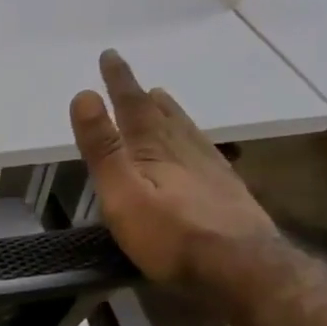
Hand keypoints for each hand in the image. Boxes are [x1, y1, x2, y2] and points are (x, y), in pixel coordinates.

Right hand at [69, 49, 275, 290]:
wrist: (242, 269)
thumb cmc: (171, 236)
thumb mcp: (122, 194)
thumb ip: (104, 149)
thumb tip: (84, 96)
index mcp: (154, 151)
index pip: (133, 108)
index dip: (119, 82)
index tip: (109, 56)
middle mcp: (185, 152)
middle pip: (162, 117)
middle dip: (144, 98)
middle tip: (138, 82)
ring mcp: (210, 171)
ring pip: (187, 133)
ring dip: (172, 115)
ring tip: (164, 102)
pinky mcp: (226, 193)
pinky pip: (205, 153)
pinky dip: (194, 141)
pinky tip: (199, 148)